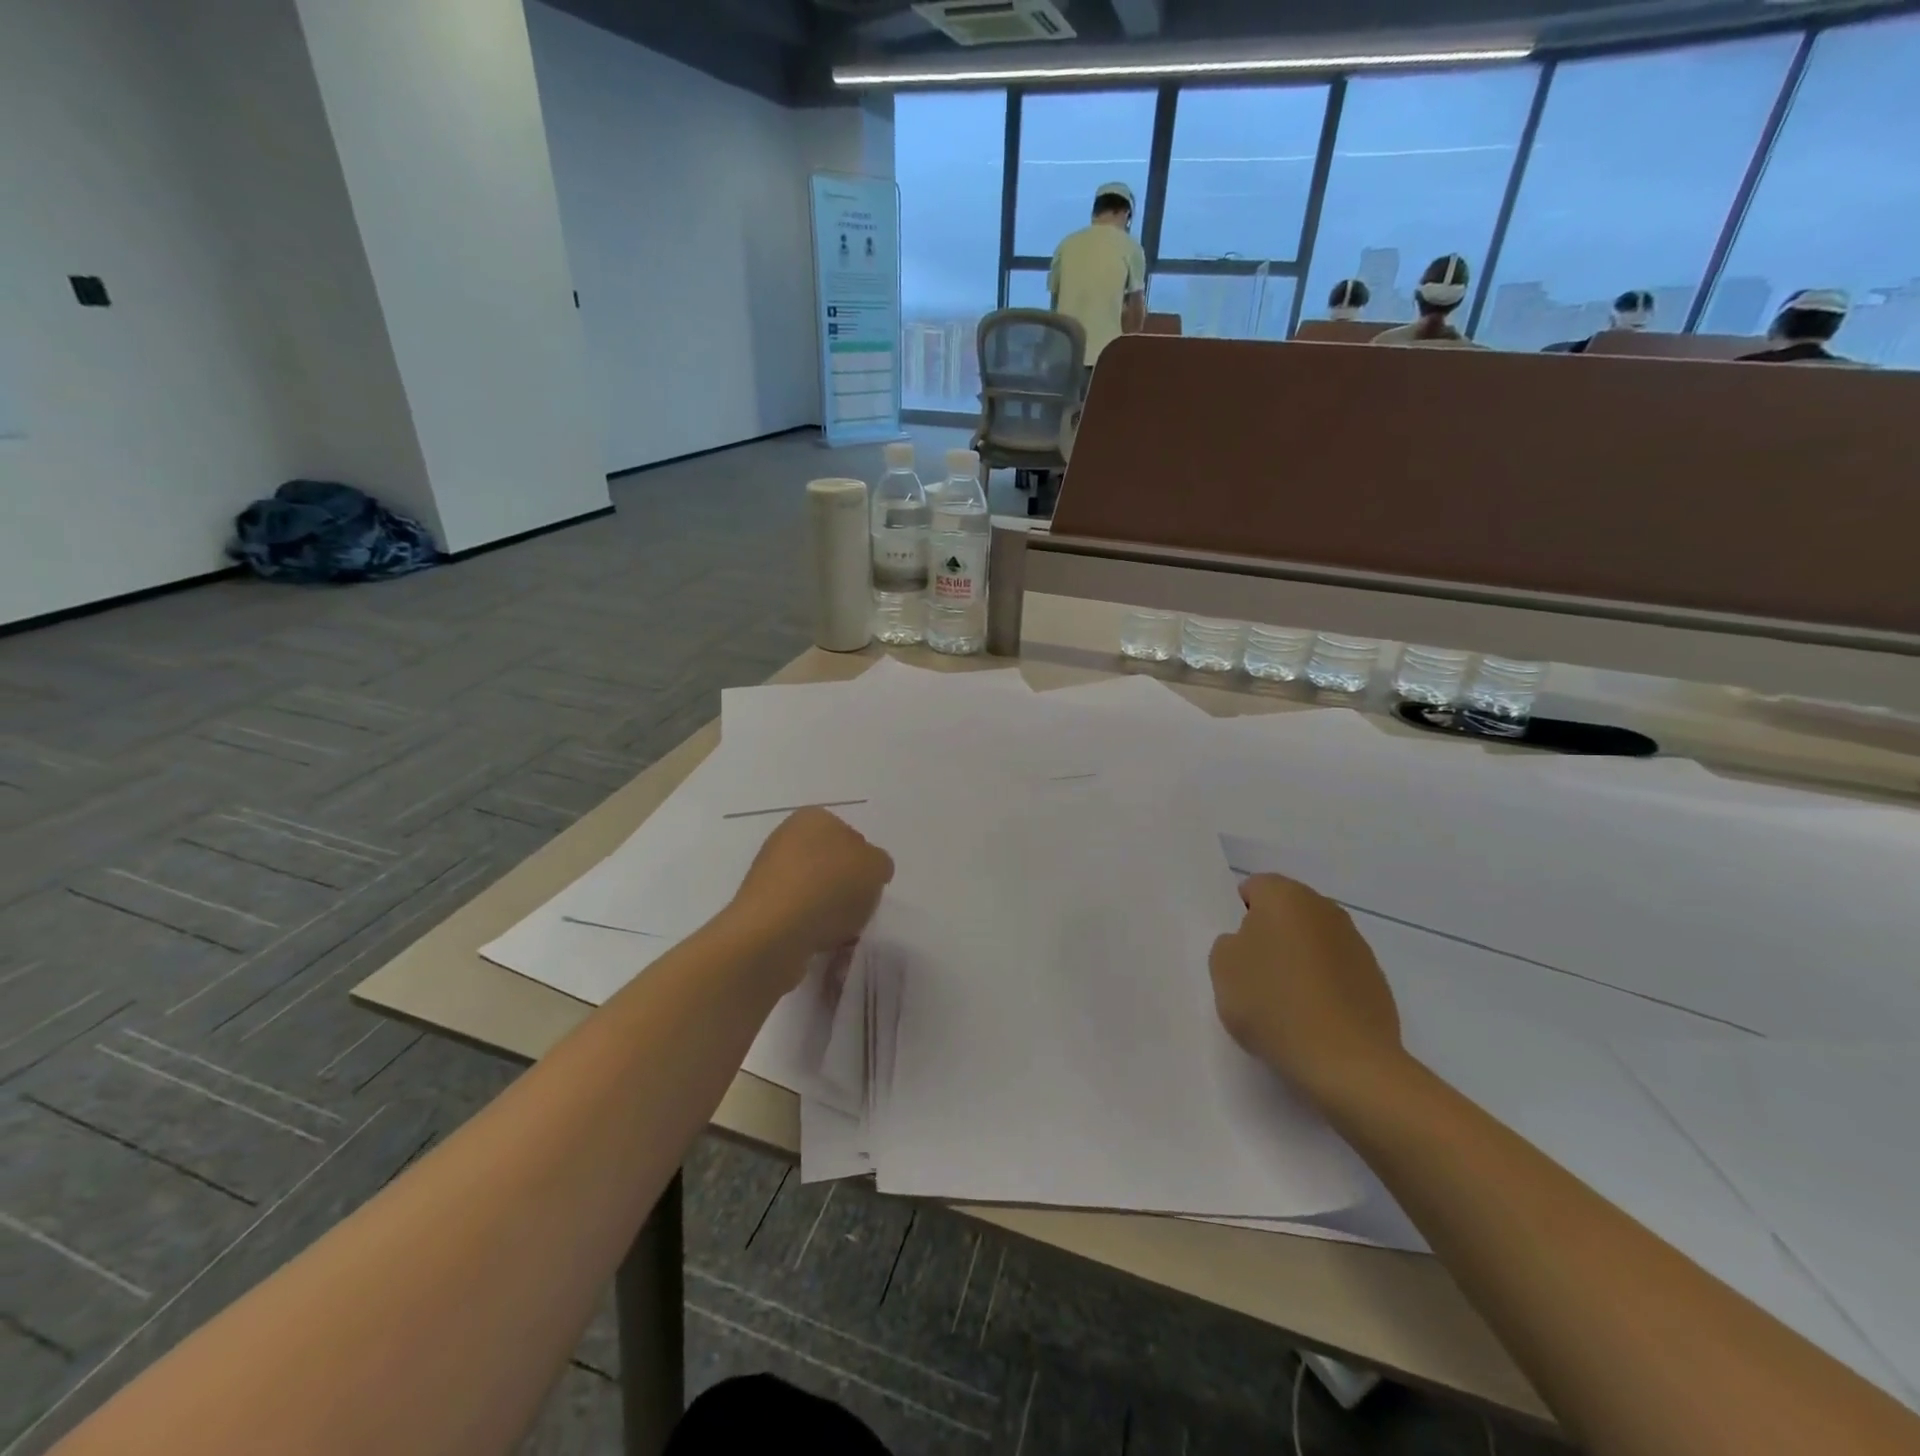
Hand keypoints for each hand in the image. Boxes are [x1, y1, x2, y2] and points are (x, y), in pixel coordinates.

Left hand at [728, 808, 893, 970]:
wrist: (772, 933)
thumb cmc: (830, 888)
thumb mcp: (876, 868)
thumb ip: (879, 863)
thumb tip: (869, 871)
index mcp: (814, 817)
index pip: (852, 837)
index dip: (865, 865)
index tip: (870, 887)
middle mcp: (786, 837)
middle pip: (831, 865)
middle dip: (846, 888)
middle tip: (857, 910)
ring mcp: (768, 872)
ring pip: (813, 891)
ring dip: (828, 910)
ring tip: (838, 932)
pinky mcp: (758, 906)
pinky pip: (796, 915)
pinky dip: (808, 928)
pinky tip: (816, 942)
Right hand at [1210, 874, 1403, 1101]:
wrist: (1346, 1062)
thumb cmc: (1273, 1003)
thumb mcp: (1222, 968)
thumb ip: (1229, 944)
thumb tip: (1249, 944)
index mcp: (1286, 896)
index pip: (1253, 888)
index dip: (1238, 916)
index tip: (1234, 951)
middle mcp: (1325, 908)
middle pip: (1286, 913)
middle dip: (1270, 935)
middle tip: (1254, 975)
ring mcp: (1356, 944)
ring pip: (1313, 942)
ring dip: (1299, 961)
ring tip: (1285, 1002)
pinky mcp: (1376, 980)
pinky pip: (1337, 972)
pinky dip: (1323, 986)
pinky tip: (1312, 1018)